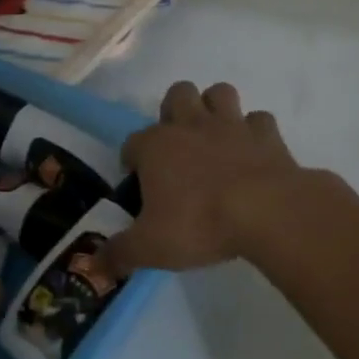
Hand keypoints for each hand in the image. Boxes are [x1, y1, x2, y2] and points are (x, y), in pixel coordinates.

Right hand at [94, 81, 301, 277]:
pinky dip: (255, 131)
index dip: (132, 160)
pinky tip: (253, 151)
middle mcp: (191, 124)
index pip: (133, 142)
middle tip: (178, 147)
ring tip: (215, 137)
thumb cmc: (200, 223)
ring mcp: (231, 124)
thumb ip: (119, 254)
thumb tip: (93, 265)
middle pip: (177, 94)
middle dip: (175, 111)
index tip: (137, 182)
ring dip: (215, 108)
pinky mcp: (266, 133)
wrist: (266, 211)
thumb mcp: (150, 248)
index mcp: (156, 146)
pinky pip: (259, 120)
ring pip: (219, 93)